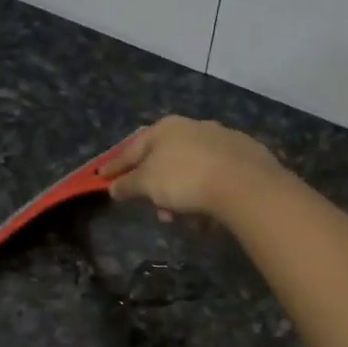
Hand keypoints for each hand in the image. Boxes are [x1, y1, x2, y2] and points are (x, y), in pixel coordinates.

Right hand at [100, 116, 282, 222]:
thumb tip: (114, 187)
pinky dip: (206, 195)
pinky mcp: (245, 157)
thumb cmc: (185, 178)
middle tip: (157, 211)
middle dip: (157, 188)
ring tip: (184, 219)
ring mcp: (222, 140)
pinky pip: (215, 178)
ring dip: (182, 196)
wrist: (244, 183)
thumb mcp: (147, 184)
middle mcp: (193, 127)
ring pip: (192, 171)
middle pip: (165, 160)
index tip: (102, 178)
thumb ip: (128, 185)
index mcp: (166, 128)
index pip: (132, 148)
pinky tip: (208, 215)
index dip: (116, 166)